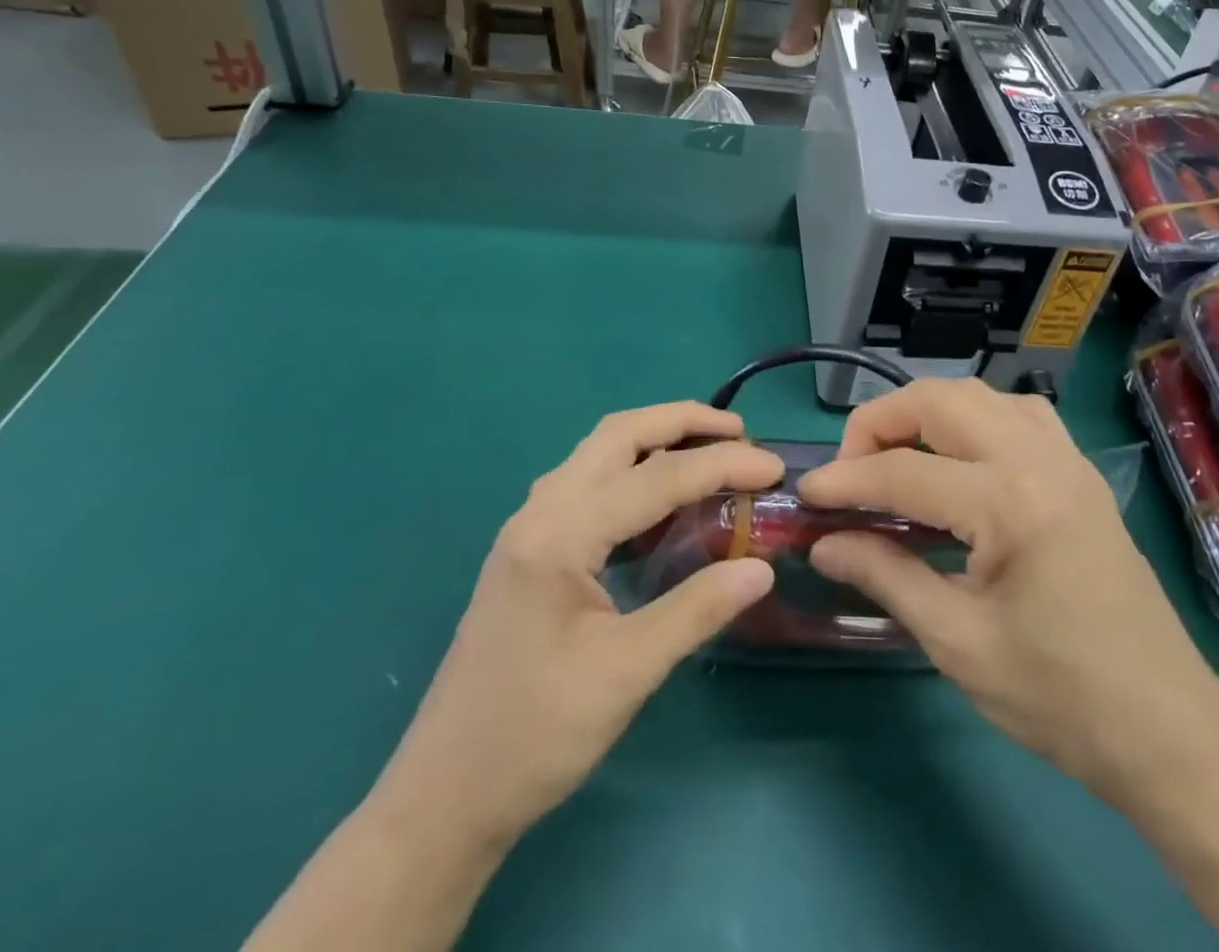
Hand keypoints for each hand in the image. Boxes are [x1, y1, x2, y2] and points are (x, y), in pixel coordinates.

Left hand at [370, 403, 781, 858]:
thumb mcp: (626, 674)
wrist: (444, 796)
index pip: (656, 477)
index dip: (721, 465)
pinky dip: (633, 472)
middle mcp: (540, 512)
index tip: (774, 466)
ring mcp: (529, 527)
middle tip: (739, 433)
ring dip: (656, 440)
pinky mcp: (530, 549)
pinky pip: (589, 483)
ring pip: (599, 452)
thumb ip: (696, 611)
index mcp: (559, 534)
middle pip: (618, 434)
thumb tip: (762, 568)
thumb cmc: (534, 736)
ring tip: (709, 452)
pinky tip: (661, 500)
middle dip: (682, 421)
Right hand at [799, 380, 1218, 801]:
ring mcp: (1067, 459)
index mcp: (1011, 503)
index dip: (845, 480)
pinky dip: (973, 418)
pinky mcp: (1080, 472)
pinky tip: (958, 458)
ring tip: (896, 458)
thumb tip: (823, 544)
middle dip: (881, 422)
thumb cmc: (1059, 697)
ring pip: (980, 395)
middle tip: (851, 469)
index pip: (904, 472)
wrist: (1166, 729)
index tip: (806, 495)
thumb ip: (885, 576)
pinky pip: (1017, 412)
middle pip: (940, 400)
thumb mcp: (958, 642)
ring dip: (927, 413)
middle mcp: (1040, 459)